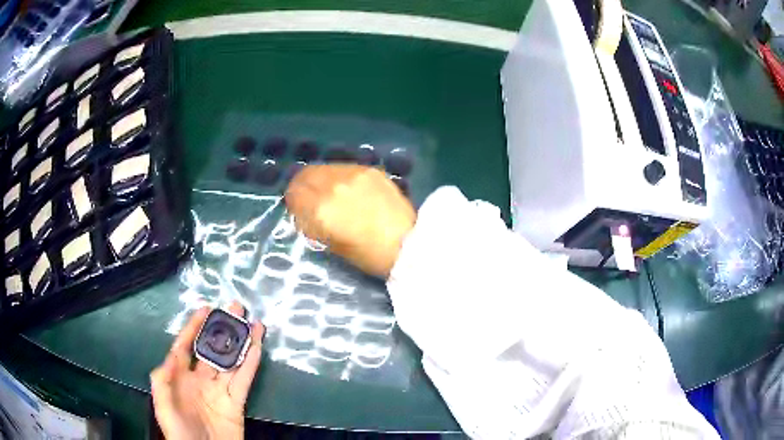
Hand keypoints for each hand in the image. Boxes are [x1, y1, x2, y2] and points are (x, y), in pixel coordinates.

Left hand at [150, 302, 264, 439]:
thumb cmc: (179, 432)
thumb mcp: (163, 407)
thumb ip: (162, 380)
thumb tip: (173, 354)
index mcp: (180, 378)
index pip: (185, 347)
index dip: (193, 328)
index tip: (205, 310)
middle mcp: (201, 380)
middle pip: (212, 350)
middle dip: (222, 329)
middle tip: (234, 309)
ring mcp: (219, 391)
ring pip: (231, 362)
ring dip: (241, 342)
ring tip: (251, 323)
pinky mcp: (236, 403)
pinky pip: (244, 380)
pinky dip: (251, 363)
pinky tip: (256, 347)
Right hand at [285, 164, 415, 277]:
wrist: (408, 245)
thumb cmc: (369, 255)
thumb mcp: (333, 245)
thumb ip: (313, 225)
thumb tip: (303, 212)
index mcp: (322, 210)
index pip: (294, 194)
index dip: (292, 201)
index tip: (295, 207)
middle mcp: (334, 186)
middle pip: (306, 174)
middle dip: (302, 185)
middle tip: (306, 196)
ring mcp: (353, 174)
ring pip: (325, 168)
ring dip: (320, 178)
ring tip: (327, 191)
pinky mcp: (370, 170)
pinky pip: (344, 167)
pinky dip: (338, 176)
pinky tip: (347, 188)